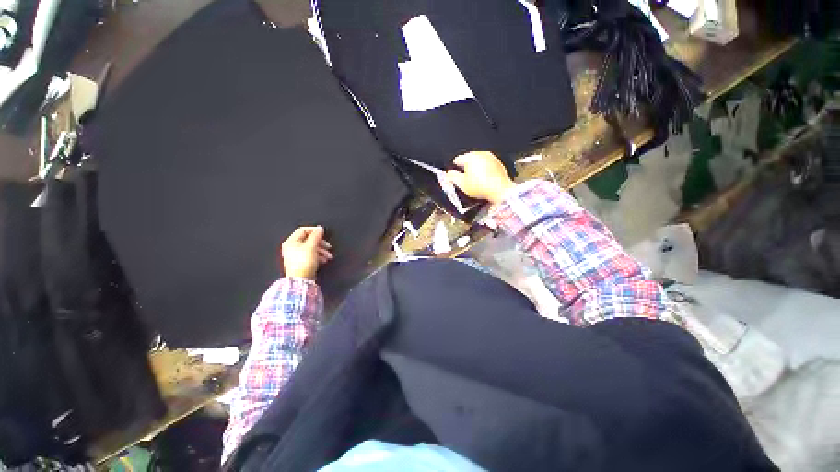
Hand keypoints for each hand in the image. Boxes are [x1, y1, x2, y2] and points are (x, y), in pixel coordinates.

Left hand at [280, 226, 332, 279]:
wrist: (301, 280)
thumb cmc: (303, 263)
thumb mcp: (311, 247)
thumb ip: (316, 236)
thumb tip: (319, 228)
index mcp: (291, 242)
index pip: (303, 230)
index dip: (314, 230)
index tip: (323, 233)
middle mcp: (292, 247)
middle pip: (309, 239)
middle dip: (320, 243)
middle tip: (328, 246)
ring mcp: (297, 255)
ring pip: (312, 248)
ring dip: (322, 251)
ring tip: (328, 256)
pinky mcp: (302, 261)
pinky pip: (312, 255)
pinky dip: (319, 256)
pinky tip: (324, 260)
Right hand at [445, 151, 514, 204]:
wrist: (500, 190)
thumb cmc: (480, 187)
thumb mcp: (462, 184)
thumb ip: (453, 177)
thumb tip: (449, 173)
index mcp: (470, 157)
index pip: (457, 159)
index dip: (454, 168)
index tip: (456, 176)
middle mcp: (480, 153)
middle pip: (468, 159)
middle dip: (466, 168)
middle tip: (466, 180)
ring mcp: (491, 157)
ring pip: (478, 161)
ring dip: (475, 168)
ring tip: (476, 180)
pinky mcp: (498, 163)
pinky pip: (487, 164)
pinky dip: (485, 170)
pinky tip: (485, 179)